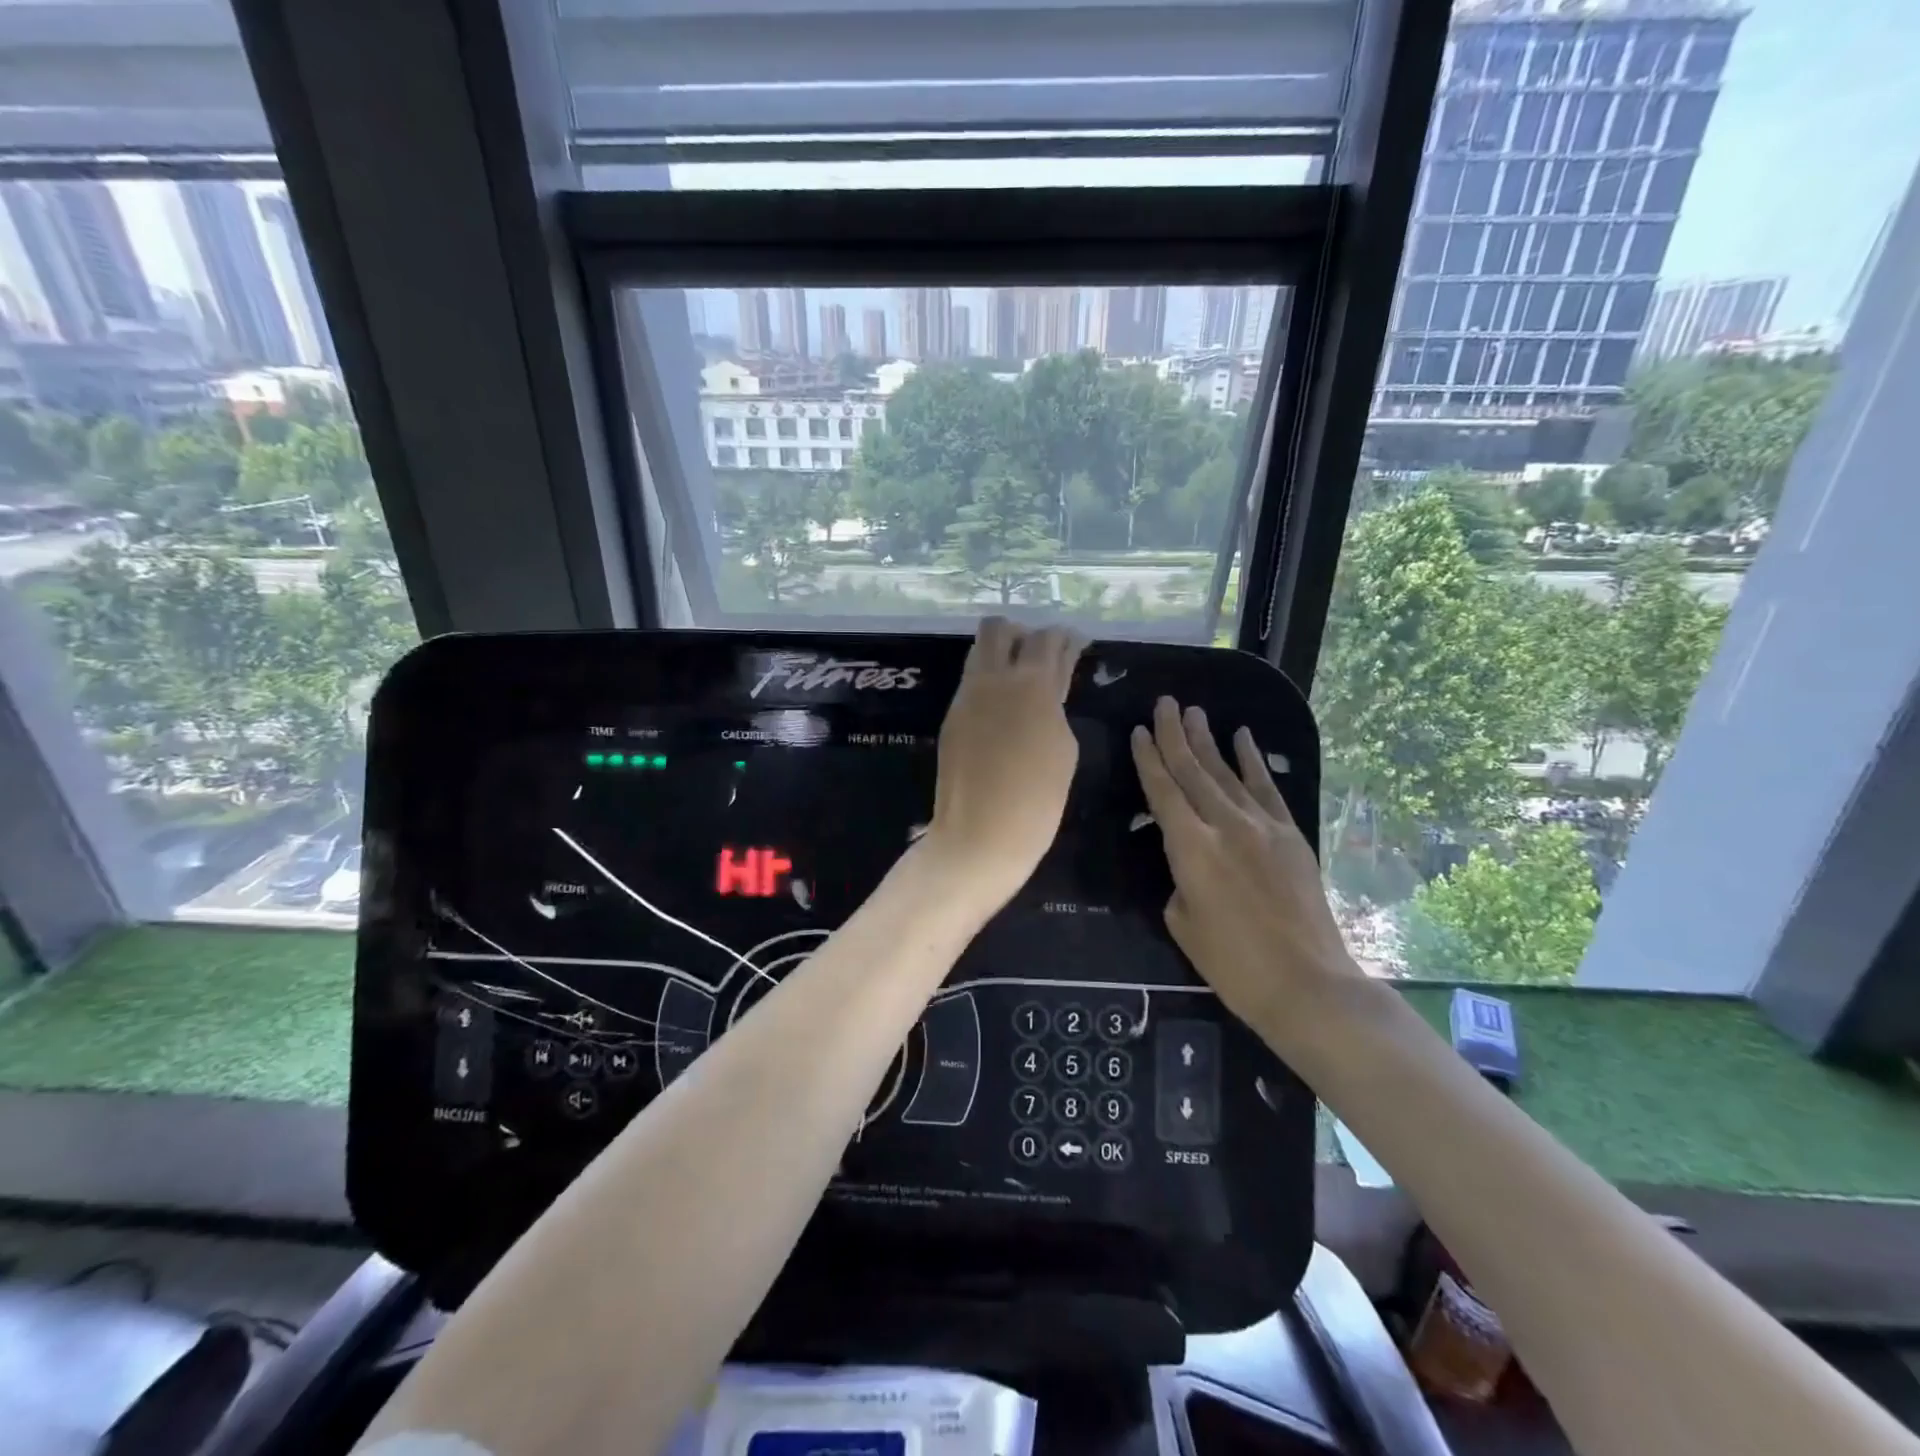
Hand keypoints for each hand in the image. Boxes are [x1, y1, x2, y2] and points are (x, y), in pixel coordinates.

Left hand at [924, 617, 1085, 910]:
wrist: (980, 836)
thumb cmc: (1037, 800)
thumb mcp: (1064, 749)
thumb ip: (1056, 706)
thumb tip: (1047, 690)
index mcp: (1031, 684)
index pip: (1047, 638)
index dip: (1064, 638)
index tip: (1075, 644)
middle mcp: (992, 679)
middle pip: (999, 628)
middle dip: (1022, 634)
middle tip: (1040, 657)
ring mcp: (966, 697)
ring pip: (979, 652)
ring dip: (1001, 654)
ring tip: (1021, 681)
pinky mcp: (951, 717)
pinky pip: (971, 683)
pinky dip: (989, 682)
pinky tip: (1003, 709)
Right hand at [1131, 697, 1358, 1050]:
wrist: (1307, 983)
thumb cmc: (1233, 964)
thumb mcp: (1183, 922)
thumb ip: (1179, 879)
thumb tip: (1188, 861)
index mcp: (1190, 848)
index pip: (1162, 791)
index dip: (1148, 759)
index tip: (1137, 731)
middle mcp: (1224, 825)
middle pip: (1192, 771)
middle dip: (1174, 734)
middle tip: (1164, 703)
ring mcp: (1262, 826)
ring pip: (1226, 772)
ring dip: (1207, 740)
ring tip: (1192, 711)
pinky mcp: (1290, 834)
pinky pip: (1266, 788)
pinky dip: (1252, 761)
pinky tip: (1242, 737)